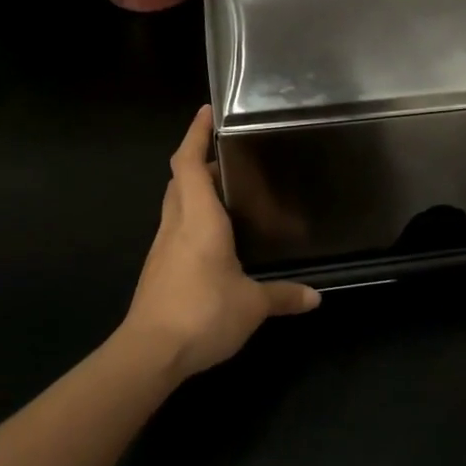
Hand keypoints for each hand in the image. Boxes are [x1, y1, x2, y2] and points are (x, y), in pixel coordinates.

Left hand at [122, 106, 320, 381]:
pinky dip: (192, 217)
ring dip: (194, 188)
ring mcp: (162, 248)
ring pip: (175, 203)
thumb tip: (316, 297)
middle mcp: (176, 225)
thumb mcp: (252, 305)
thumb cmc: (202, 313)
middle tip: (229, 153)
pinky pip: (175, 228)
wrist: (149, 354)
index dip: (195, 134)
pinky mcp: (158, 269)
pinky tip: (214, 235)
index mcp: (199, 220)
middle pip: (179, 179)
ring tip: (226, 189)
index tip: (207, 112)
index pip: (189, 163)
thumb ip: (283, 295)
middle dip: (199, 159)